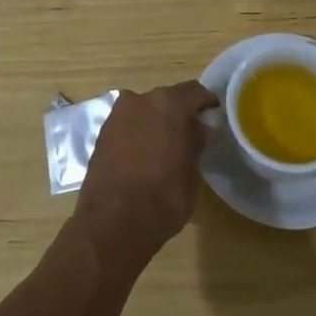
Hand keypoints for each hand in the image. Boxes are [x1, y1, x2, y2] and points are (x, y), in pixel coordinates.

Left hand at [72, 81, 219, 268]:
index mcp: (168, 103)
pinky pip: (128, 126)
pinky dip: (138, 134)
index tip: (214, 118)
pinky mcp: (101, 134)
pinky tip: (145, 156)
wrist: (113, 223)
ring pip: (144, 112)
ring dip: (156, 123)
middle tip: (191, 135)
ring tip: (166, 148)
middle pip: (166, 100)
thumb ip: (197, 142)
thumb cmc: (164, 196)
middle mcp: (139, 100)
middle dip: (179, 114)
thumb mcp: (191, 170)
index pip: (194, 92)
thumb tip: (201, 127)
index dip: (207, 104)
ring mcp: (116, 116)